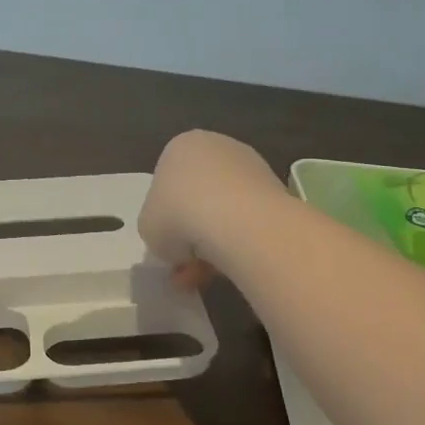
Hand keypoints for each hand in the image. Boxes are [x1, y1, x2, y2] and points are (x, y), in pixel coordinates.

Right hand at [138, 130, 286, 286]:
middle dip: (191, 233)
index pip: (167, 182)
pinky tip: (230, 268)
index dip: (164, 217)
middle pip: (198, 196)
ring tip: (206, 277)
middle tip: (186, 266)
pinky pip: (249, 220)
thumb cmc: (178, 215)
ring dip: (214, 244)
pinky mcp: (277, 189)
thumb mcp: (147, 227)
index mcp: (180, 147)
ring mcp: (251, 166)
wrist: (238, 221)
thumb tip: (176, 239)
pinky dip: (239, 243)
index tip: (166, 243)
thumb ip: (157, 227)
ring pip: (224, 211)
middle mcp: (217, 147)